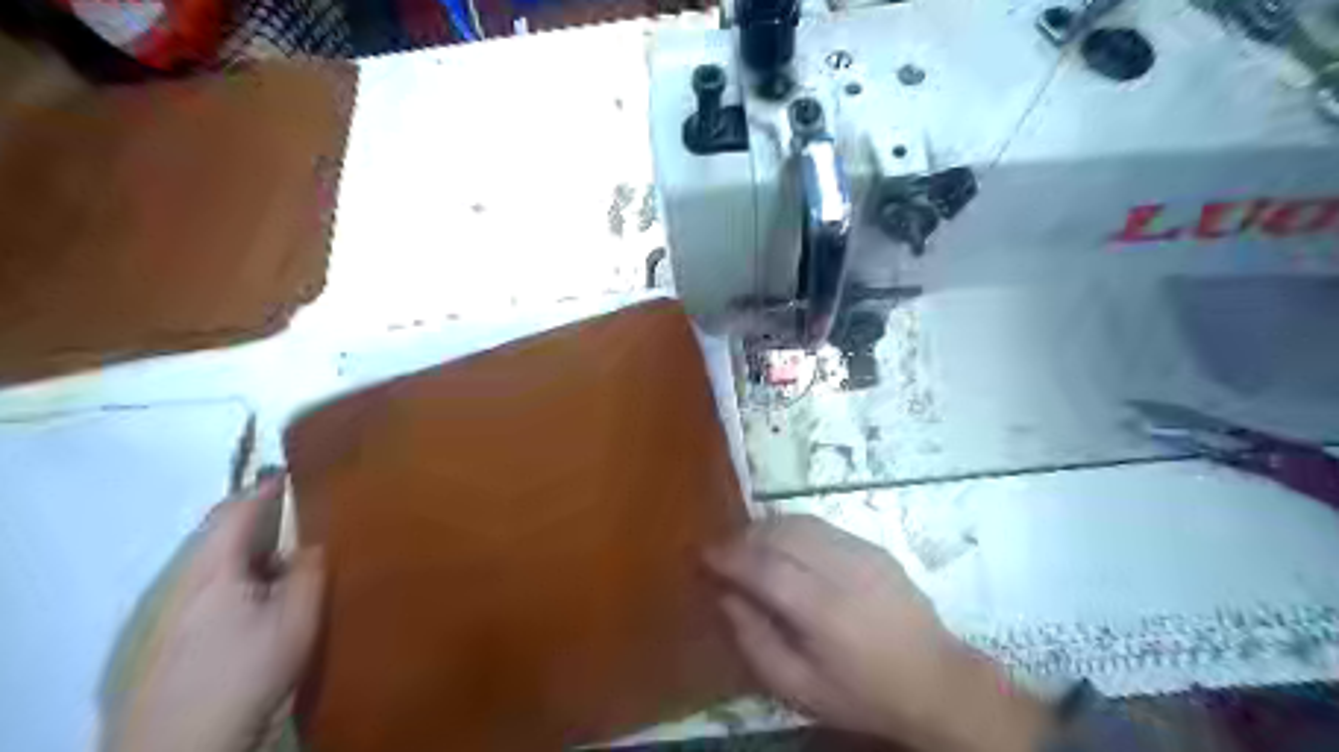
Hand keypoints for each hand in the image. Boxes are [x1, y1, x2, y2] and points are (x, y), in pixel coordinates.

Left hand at [102, 476, 322, 751]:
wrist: (189, 741)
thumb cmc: (248, 669)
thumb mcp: (296, 618)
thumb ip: (310, 572)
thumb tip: (316, 541)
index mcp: (215, 569)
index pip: (236, 512)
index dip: (264, 488)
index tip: (293, 471)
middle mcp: (190, 581)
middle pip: (222, 534)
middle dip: (258, 517)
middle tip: (299, 509)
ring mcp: (180, 609)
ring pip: (220, 561)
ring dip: (254, 549)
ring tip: (292, 551)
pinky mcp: (180, 633)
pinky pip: (216, 584)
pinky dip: (244, 574)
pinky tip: (267, 592)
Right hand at [704, 513, 1051, 751]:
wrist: (936, 682)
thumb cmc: (861, 693)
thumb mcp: (798, 687)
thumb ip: (754, 640)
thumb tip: (725, 596)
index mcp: (822, 609)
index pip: (763, 566)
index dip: (728, 555)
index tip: (703, 553)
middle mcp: (841, 568)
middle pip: (779, 533)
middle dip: (743, 536)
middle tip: (723, 551)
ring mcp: (861, 551)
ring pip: (799, 521)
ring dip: (766, 527)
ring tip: (749, 546)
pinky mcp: (873, 546)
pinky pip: (820, 525)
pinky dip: (792, 528)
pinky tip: (785, 546)